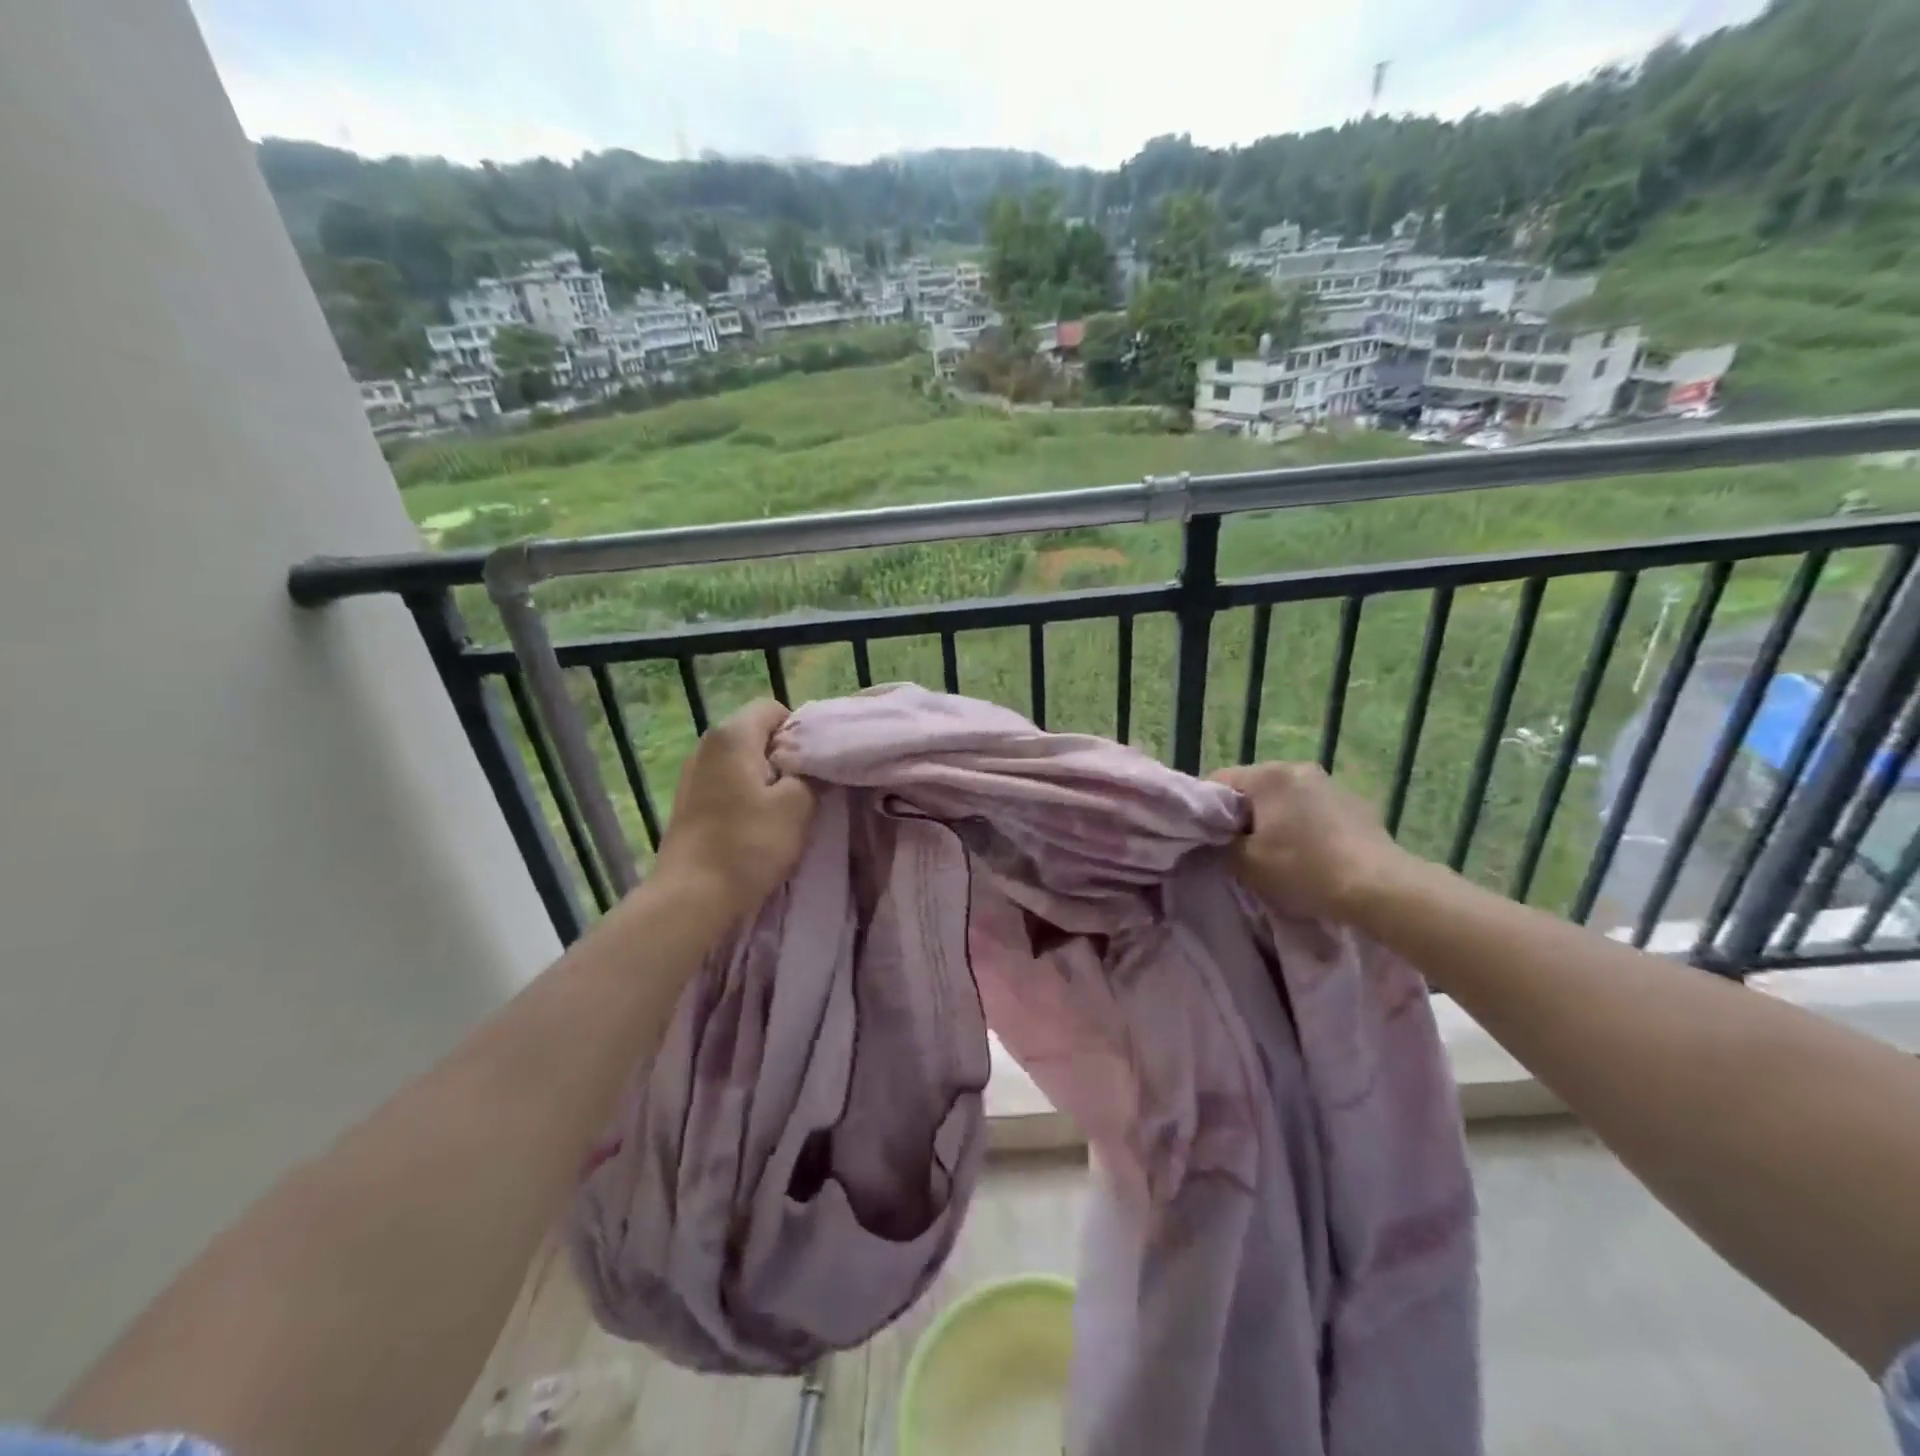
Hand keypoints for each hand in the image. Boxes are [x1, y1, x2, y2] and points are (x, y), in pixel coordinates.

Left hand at [653, 699, 815, 924]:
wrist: (691, 897)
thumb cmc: (749, 844)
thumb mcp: (798, 806)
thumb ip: (812, 773)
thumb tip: (813, 763)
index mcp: (732, 735)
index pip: (774, 709)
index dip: (801, 731)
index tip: (815, 764)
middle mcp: (706, 745)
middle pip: (757, 734)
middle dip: (785, 756)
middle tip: (806, 789)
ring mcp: (692, 774)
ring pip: (742, 761)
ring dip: (766, 779)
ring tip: (782, 811)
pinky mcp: (687, 802)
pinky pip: (726, 784)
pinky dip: (745, 796)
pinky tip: (755, 826)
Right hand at [1209, 761, 1417, 923]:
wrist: (1380, 889)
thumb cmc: (1304, 869)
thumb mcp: (1245, 864)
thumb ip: (1219, 845)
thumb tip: (1212, 839)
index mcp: (1268, 775)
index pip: (1218, 781)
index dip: (1205, 810)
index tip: (1206, 839)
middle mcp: (1298, 768)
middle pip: (1253, 788)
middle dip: (1242, 816)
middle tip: (1239, 850)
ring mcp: (1331, 784)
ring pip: (1284, 799)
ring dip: (1274, 820)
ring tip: (1277, 855)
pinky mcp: (1356, 804)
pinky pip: (1313, 810)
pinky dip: (1304, 826)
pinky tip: (1311, 855)